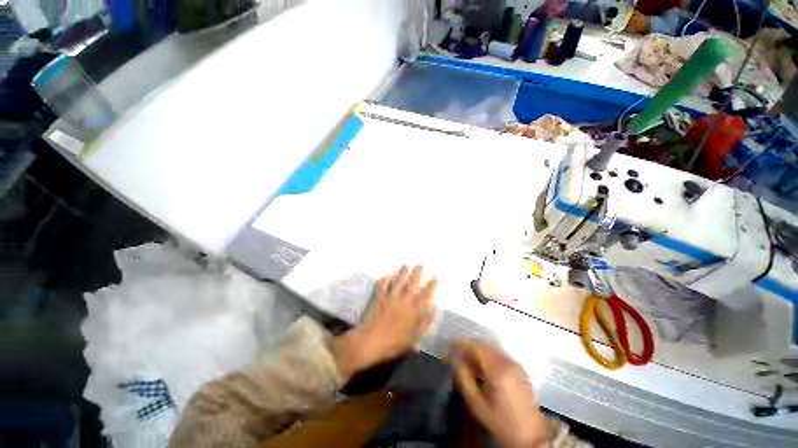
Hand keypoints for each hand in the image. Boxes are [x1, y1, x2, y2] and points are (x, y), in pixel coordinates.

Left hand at [328, 266, 437, 382]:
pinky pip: (383, 285)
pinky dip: (385, 279)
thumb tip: (435, 307)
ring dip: (403, 272)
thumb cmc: (397, 342)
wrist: (374, 342)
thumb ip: (427, 321)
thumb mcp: (417, 336)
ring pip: (399, 281)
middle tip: (420, 266)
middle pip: (412, 283)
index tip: (436, 278)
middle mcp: (405, 301)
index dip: (432, 285)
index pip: (426, 294)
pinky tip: (388, 274)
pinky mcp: (381, 298)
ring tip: (406, 265)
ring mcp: (392, 298)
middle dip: (417, 273)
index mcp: (414, 311)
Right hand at [451, 340, 546, 447]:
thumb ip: (463, 378)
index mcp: (498, 371)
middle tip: (457, 353)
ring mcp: (516, 364)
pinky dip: (487, 355)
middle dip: (469, 347)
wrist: (530, 436)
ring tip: (467, 360)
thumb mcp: (477, 404)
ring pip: (491, 349)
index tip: (451, 342)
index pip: (477, 348)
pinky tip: (481, 366)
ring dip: (478, 350)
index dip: (462, 343)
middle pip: (484, 346)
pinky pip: (499, 355)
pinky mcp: (519, 368)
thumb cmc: (500, 422)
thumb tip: (454, 358)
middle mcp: (508, 363)